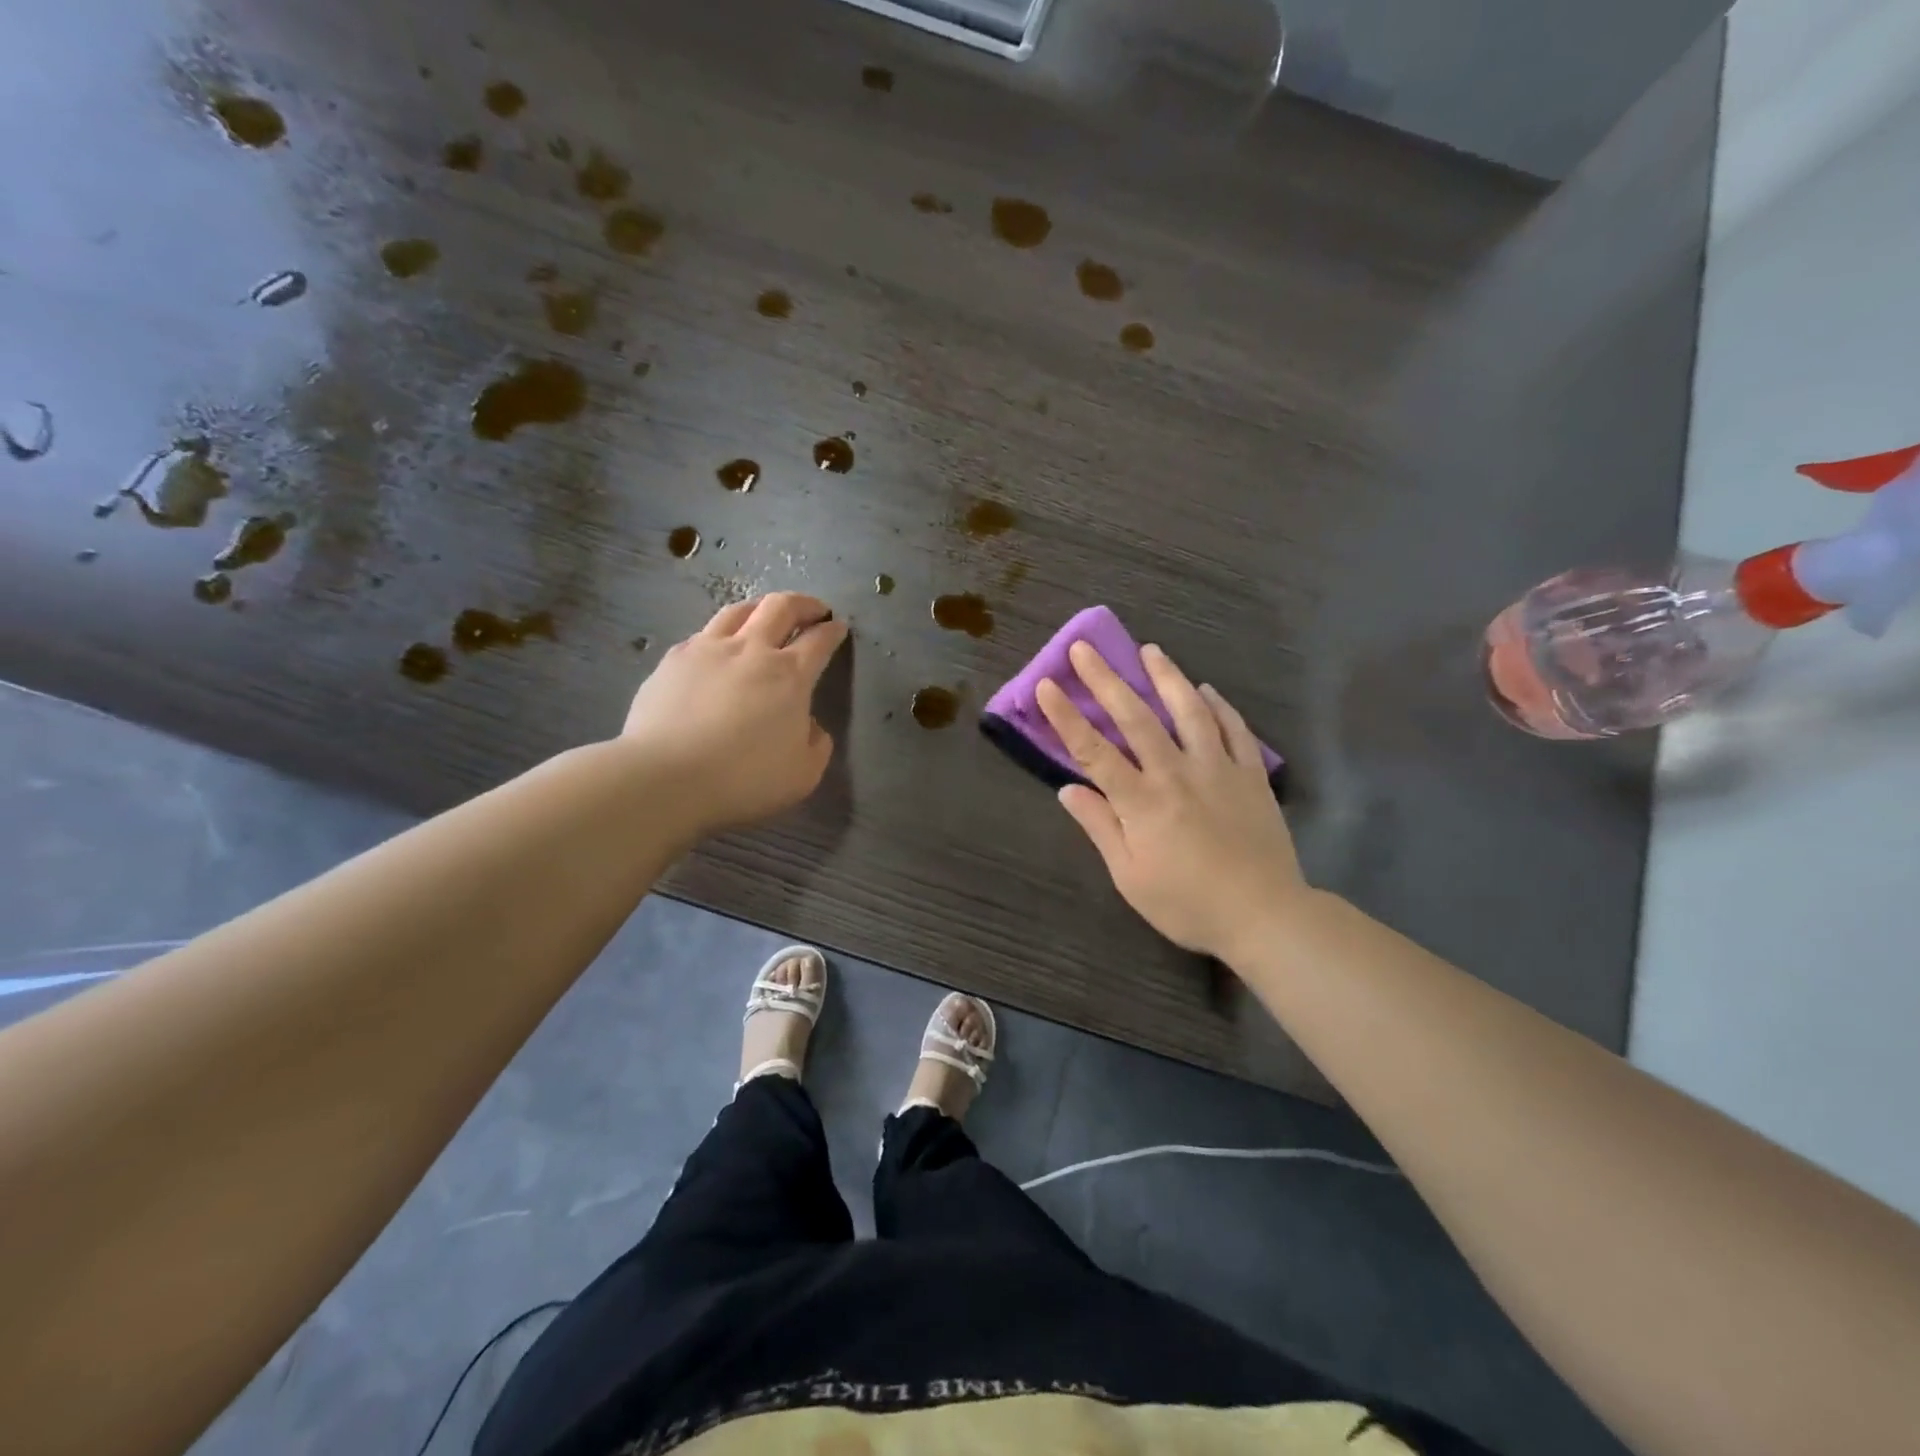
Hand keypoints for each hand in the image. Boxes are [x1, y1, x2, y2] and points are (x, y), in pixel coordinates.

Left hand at [622, 593, 848, 834]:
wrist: (666, 776)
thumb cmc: (744, 779)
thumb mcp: (803, 774)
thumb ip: (816, 744)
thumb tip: (810, 725)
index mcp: (790, 675)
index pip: (819, 640)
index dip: (833, 631)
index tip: (838, 628)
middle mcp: (752, 650)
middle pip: (782, 607)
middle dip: (804, 603)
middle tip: (814, 610)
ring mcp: (709, 648)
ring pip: (740, 610)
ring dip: (761, 607)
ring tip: (766, 614)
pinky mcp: (674, 658)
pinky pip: (704, 632)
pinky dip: (723, 632)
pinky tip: (719, 646)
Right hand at [1037, 641, 1303, 962]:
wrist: (1265, 916)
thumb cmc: (1188, 904)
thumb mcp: (1131, 878)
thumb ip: (1100, 828)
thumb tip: (1069, 789)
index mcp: (1141, 802)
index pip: (1093, 751)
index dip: (1066, 717)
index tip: (1047, 686)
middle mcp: (1176, 774)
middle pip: (1136, 718)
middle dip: (1106, 680)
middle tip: (1085, 648)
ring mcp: (1218, 769)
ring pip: (1190, 711)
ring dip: (1167, 677)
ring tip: (1150, 650)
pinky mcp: (1252, 775)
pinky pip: (1234, 730)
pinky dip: (1219, 706)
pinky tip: (1207, 690)